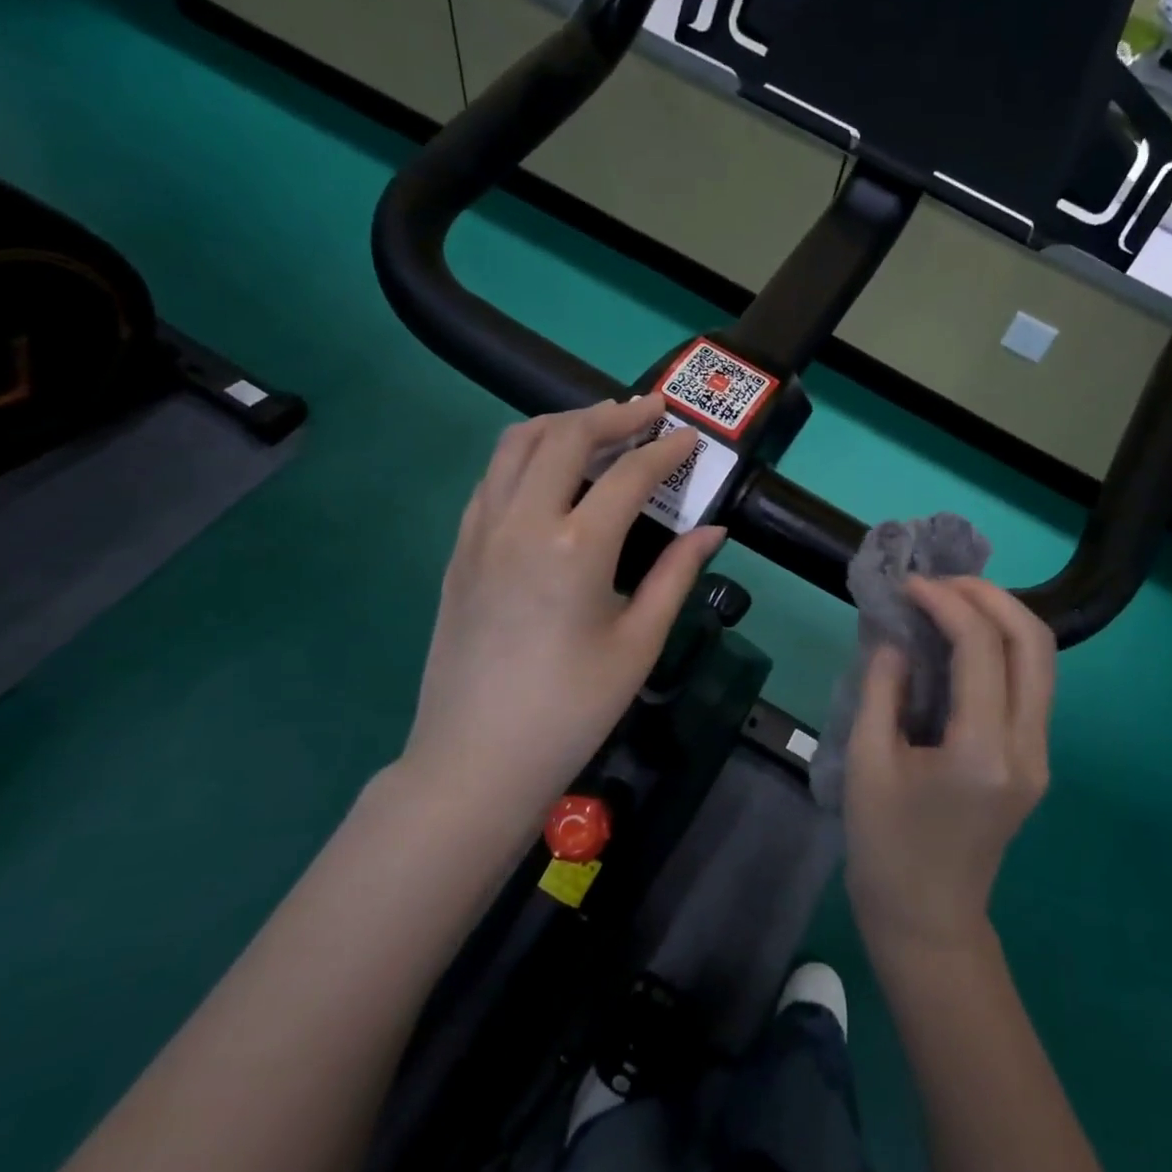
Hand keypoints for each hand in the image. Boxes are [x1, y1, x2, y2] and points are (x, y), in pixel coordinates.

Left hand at [399, 395, 724, 824]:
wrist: (476, 760)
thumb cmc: (572, 709)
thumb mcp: (638, 643)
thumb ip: (677, 575)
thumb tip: (713, 530)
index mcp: (576, 548)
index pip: (628, 474)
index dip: (665, 450)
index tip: (690, 439)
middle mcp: (522, 523)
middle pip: (565, 436)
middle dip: (612, 414)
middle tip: (648, 410)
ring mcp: (480, 532)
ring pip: (516, 444)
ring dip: (562, 423)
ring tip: (599, 424)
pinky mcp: (458, 550)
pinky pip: (492, 477)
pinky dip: (526, 455)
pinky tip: (550, 472)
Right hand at [844, 577, 1055, 952]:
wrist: (928, 921)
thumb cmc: (886, 849)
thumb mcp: (868, 764)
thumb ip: (883, 689)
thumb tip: (896, 637)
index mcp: (983, 752)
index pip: (982, 647)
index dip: (946, 602)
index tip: (908, 585)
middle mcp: (1027, 747)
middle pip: (1033, 641)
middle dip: (989, 595)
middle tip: (939, 582)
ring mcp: (1039, 754)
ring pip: (1041, 658)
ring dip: (1001, 615)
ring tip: (949, 599)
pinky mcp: (1034, 759)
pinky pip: (1030, 682)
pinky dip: (1002, 645)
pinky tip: (962, 638)